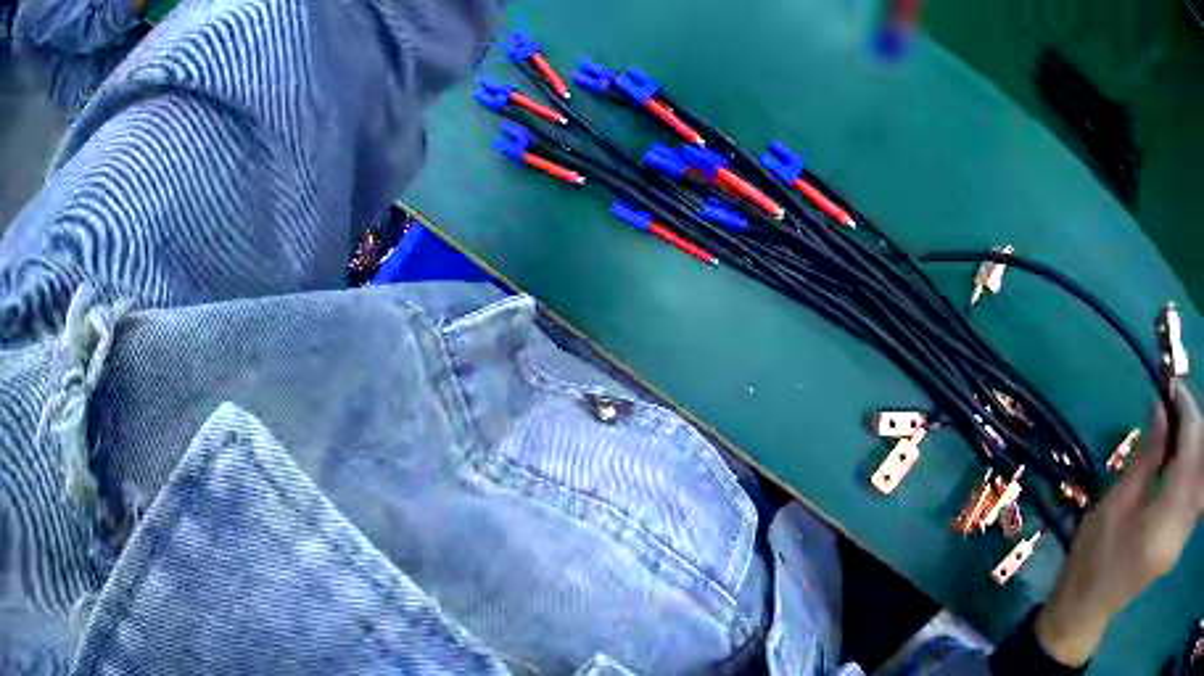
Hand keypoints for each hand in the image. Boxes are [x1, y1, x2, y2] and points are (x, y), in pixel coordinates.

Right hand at [1036, 382, 1203, 666]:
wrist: (1087, 610)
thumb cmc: (1094, 560)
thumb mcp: (1116, 505)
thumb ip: (1147, 457)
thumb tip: (1163, 408)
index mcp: (1166, 523)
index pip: (1190, 449)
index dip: (1185, 410)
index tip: (1172, 386)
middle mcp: (1180, 529)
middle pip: (1198, 458)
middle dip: (1191, 425)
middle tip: (1171, 408)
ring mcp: (1181, 536)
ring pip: (1197, 471)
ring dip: (1191, 445)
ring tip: (1172, 433)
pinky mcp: (1180, 537)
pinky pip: (1193, 487)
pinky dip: (1189, 465)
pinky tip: (1176, 462)